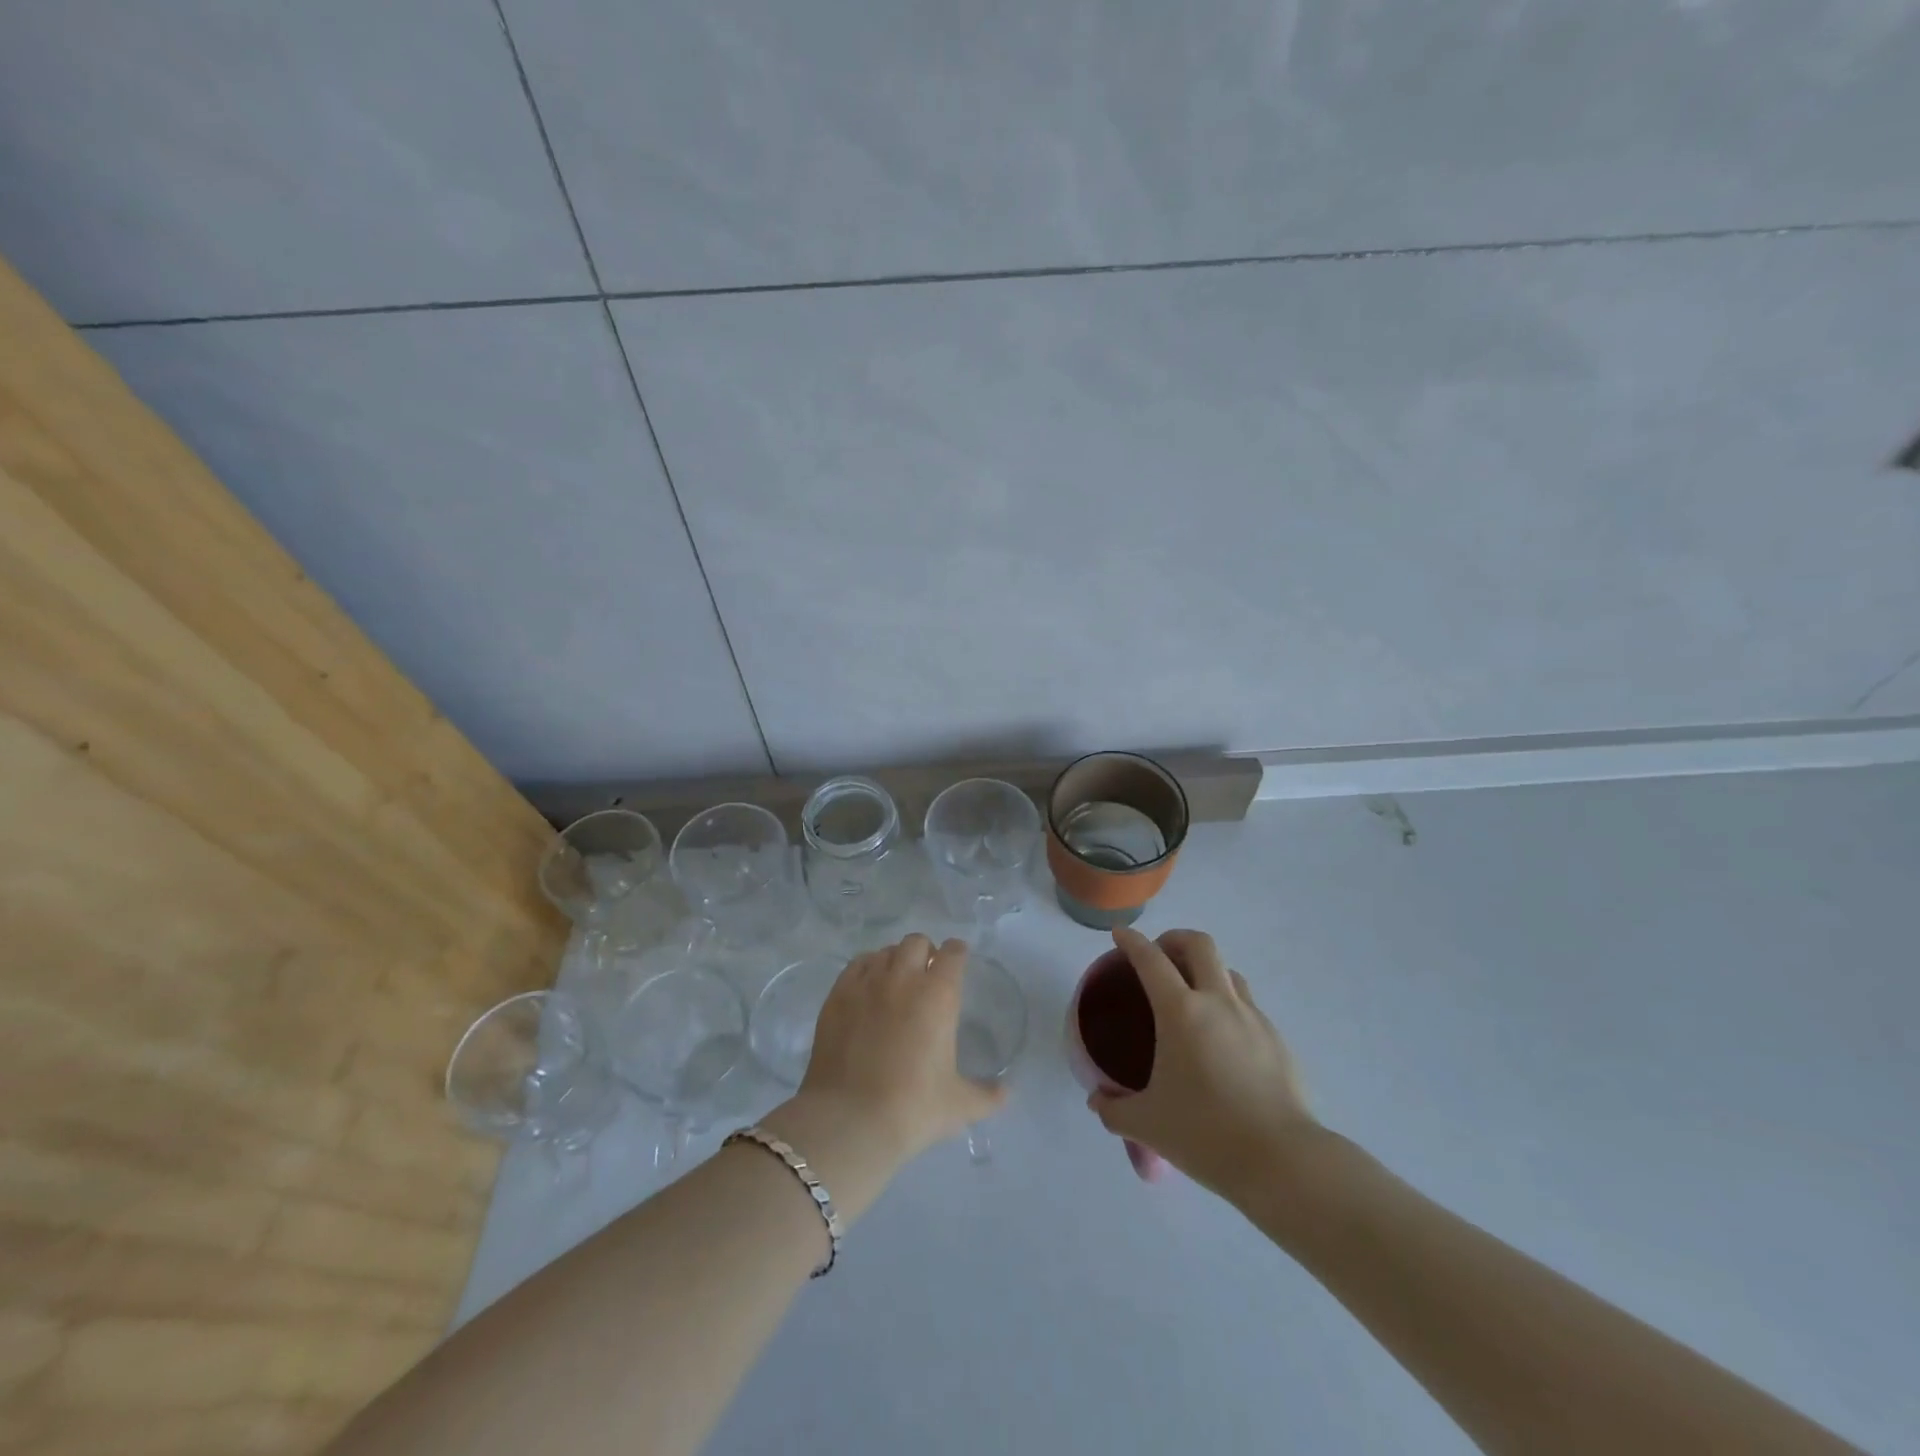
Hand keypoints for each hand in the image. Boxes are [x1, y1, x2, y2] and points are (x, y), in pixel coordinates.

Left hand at [763, 935, 1007, 1212]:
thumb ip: (987, 1095)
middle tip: (927, 974)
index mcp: (938, 995)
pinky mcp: (837, 995)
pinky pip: (856, 965)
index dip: (957, 953)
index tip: (958, 961)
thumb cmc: (912, 1108)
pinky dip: (866, 968)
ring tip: (896, 981)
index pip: (953, 954)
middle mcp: (903, 978)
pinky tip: (867, 988)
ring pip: (885, 951)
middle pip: (917, 942)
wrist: (849, 1120)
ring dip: (895, 959)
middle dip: (926, 952)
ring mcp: (866, 983)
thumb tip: (1006, 1092)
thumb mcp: (959, 1105)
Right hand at [1087, 927, 1315, 1205]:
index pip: (1151, 959)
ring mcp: (1253, 1018)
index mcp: (1181, 1012)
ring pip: (1228, 971)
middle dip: (1175, 939)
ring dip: (1205, 970)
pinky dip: (1228, 1004)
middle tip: (1159, 956)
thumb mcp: (1148, 1125)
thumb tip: (1097, 1102)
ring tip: (1191, 995)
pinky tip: (1221, 1039)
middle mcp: (1218, 1002)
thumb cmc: (1206, 1134)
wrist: (1283, 1161)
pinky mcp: (1276, 1040)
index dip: (1131, 941)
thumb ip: (1114, 1109)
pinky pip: (1248, 1005)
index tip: (1119, 935)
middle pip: (1199, 945)